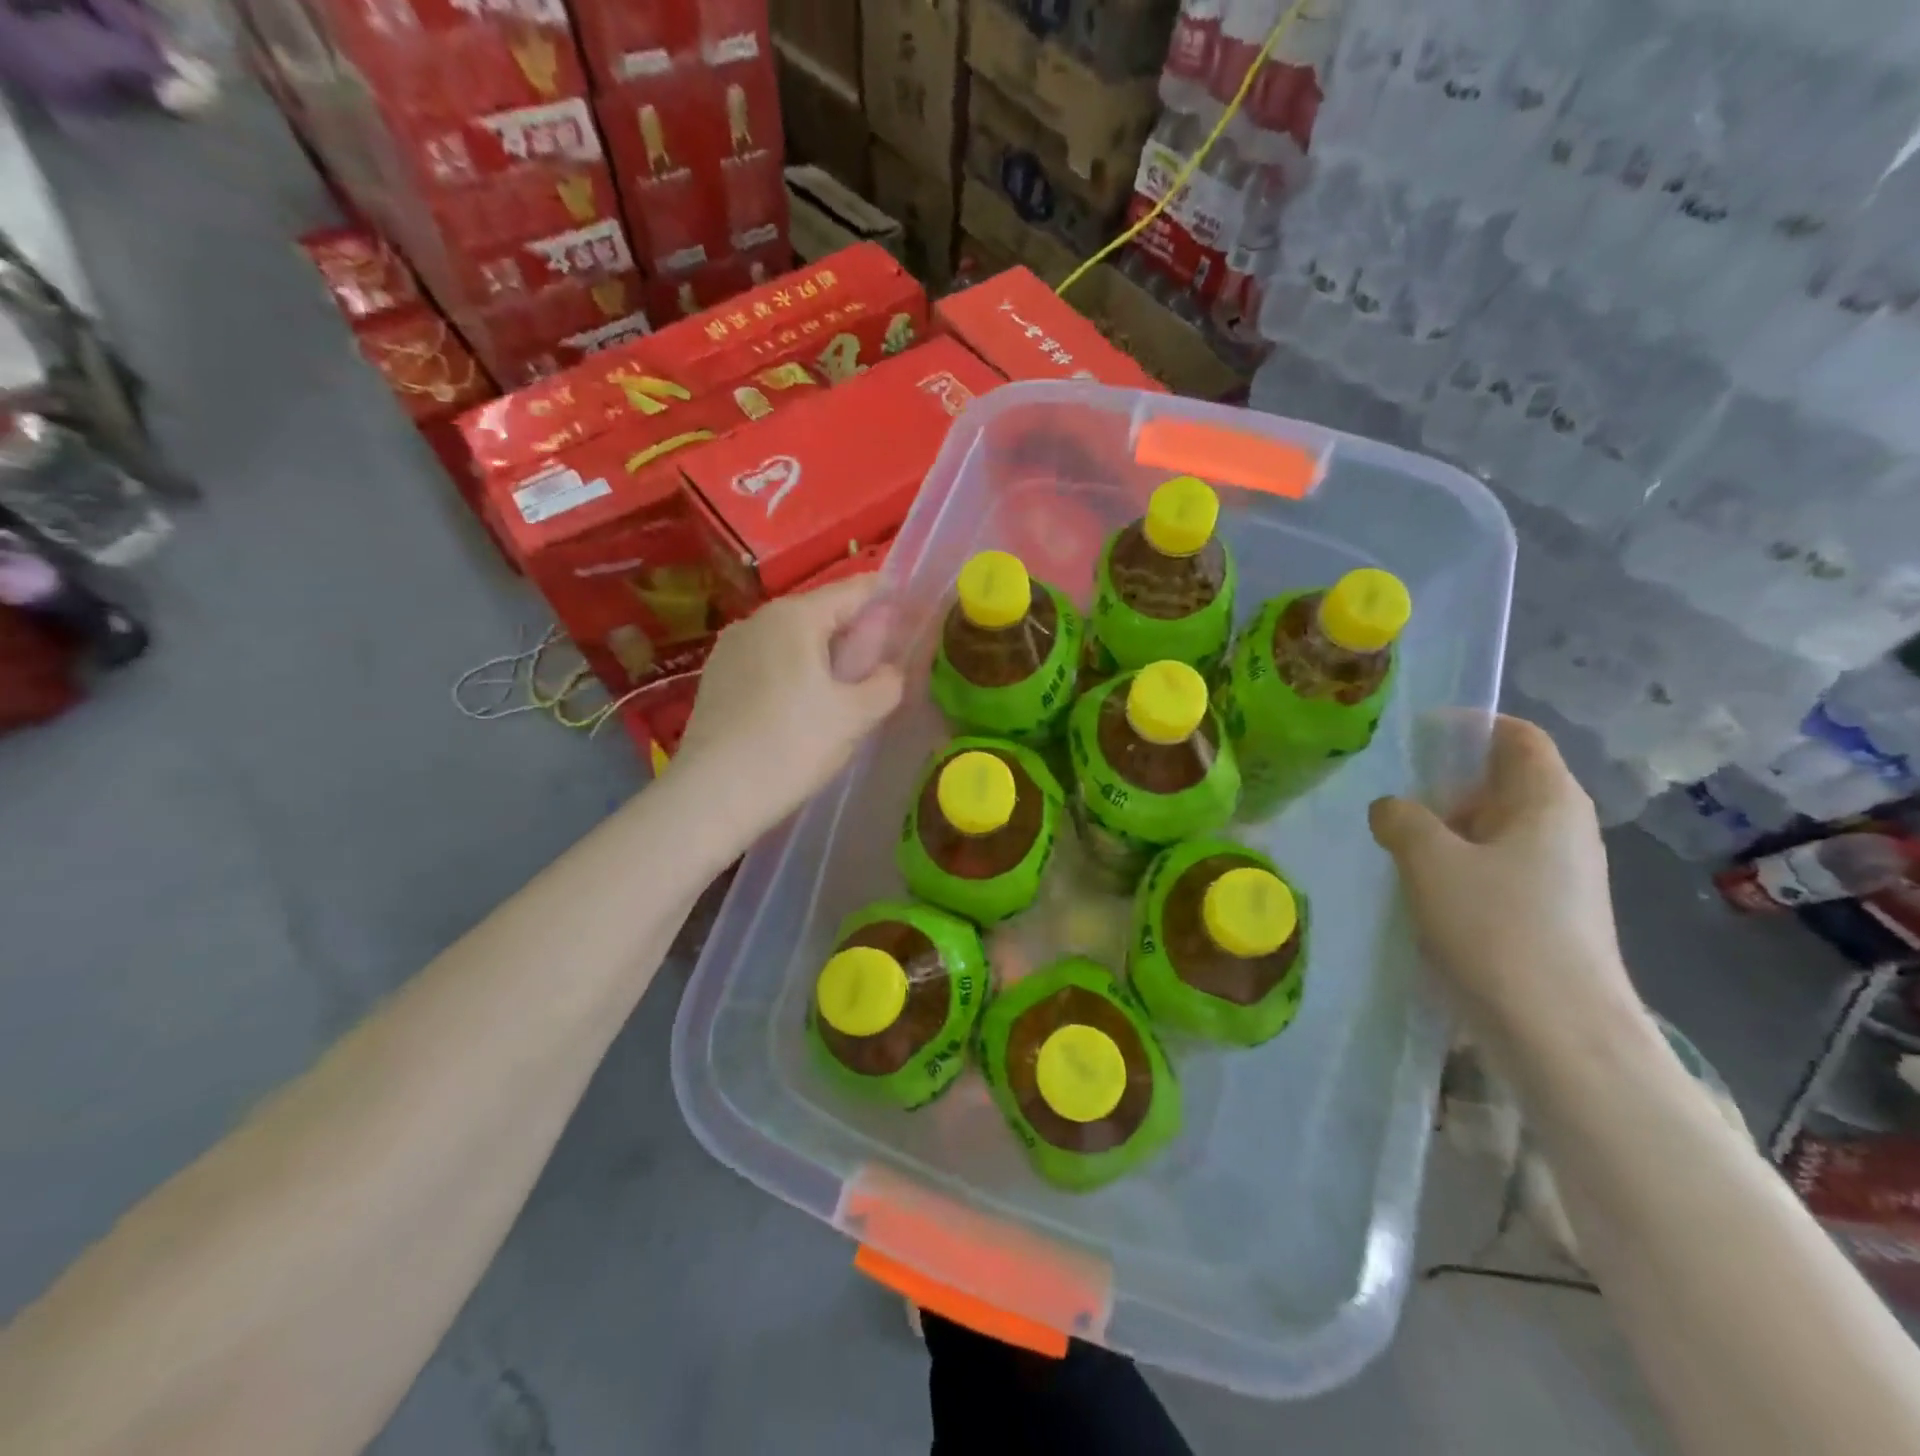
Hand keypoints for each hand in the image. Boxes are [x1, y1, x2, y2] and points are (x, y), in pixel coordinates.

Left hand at [672, 574, 904, 838]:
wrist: (713, 794)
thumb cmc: (792, 745)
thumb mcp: (854, 717)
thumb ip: (886, 684)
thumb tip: (890, 670)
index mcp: (795, 616)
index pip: (851, 591)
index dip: (885, 596)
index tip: (909, 607)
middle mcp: (758, 619)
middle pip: (819, 613)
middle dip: (853, 630)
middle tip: (882, 658)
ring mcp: (731, 647)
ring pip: (791, 639)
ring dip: (822, 653)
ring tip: (845, 684)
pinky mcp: (716, 677)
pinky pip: (768, 660)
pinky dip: (793, 670)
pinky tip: (803, 703)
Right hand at [1368, 716, 1638, 1049]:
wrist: (1558, 1032)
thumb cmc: (1496, 927)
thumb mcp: (1429, 859)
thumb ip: (1401, 819)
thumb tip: (1391, 809)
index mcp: (1548, 800)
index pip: (1516, 736)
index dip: (1469, 726)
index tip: (1415, 734)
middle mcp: (1563, 829)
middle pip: (1502, 782)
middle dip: (1444, 783)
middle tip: (1388, 795)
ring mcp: (1559, 875)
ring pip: (1493, 829)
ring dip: (1444, 829)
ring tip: (1392, 842)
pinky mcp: (1546, 913)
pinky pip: (1495, 868)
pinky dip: (1456, 865)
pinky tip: (1419, 888)